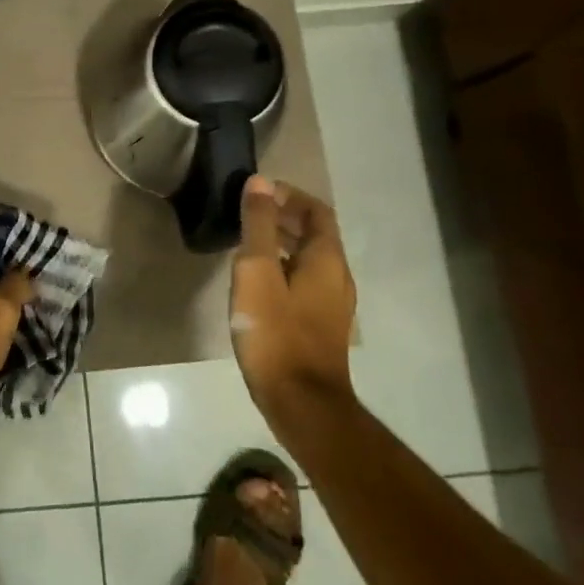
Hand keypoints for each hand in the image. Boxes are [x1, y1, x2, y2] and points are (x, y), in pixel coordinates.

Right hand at [230, 175, 357, 427]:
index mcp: (326, 259)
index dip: (289, 195)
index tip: (257, 191)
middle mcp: (337, 277)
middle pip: (314, 234)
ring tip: (246, 241)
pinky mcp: (319, 326)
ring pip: (308, 259)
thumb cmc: (275, 331)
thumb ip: (258, 225)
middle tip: (246, 212)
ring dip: (281, 242)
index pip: (316, 210)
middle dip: (283, 217)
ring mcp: (331, 304)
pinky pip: (303, 281)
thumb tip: (260, 182)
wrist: (300, 402)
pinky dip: (282, 267)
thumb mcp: (257, 271)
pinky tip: (256, 281)